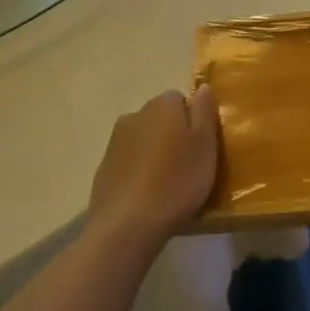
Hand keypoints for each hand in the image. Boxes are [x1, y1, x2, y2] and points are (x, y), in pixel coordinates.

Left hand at [86, 86, 220, 244]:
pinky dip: (138, 171)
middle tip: (188, 164)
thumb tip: (203, 86)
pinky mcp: (104, 168)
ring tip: (167, 182)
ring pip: (143, 139)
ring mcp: (115, 142)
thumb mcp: (205, 145)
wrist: (128, 224)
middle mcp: (135, 115)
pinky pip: (128, 161)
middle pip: (160, 118)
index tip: (201, 145)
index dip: (193, 120)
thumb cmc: (177, 181)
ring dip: (154, 152)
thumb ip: (204, 112)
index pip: (180, 99)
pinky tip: (147, 194)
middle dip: (172, 134)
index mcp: (162, 106)